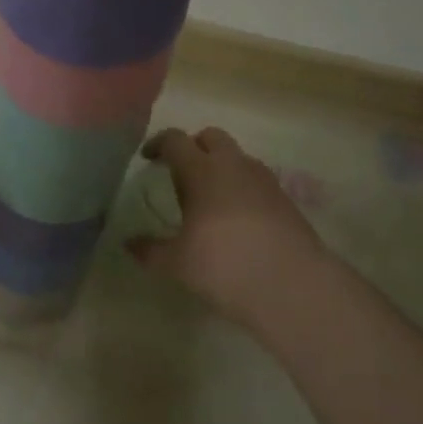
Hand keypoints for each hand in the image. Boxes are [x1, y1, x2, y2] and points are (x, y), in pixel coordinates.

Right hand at [128, 126, 328, 333]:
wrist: (294, 286)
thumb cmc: (226, 266)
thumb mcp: (178, 264)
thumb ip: (150, 251)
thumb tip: (128, 243)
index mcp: (202, 170)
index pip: (175, 140)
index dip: (158, 144)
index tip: (148, 158)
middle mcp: (233, 165)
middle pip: (211, 136)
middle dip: (194, 146)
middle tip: (181, 172)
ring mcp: (264, 179)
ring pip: (237, 156)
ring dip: (221, 166)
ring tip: (210, 197)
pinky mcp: (285, 199)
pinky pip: (256, 179)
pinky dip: (242, 186)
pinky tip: (237, 217)